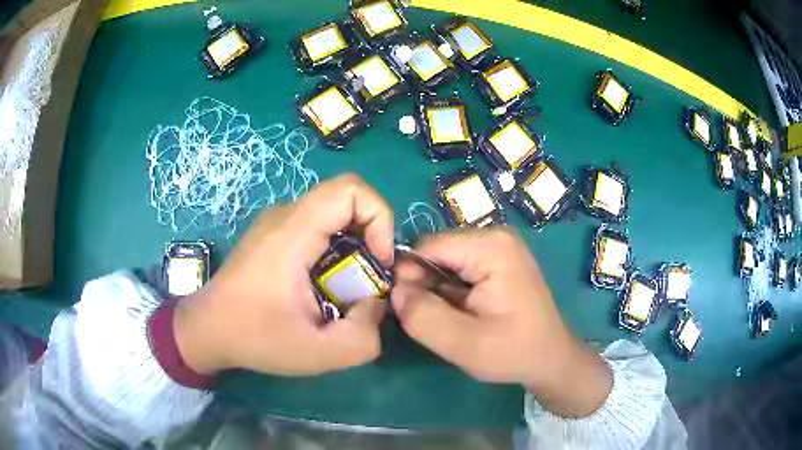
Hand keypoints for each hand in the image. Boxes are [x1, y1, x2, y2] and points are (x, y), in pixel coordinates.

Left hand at [173, 174, 393, 376]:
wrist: (207, 330)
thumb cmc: (255, 337)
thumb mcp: (319, 353)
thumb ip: (364, 335)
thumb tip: (375, 304)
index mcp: (293, 232)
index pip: (351, 189)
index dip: (379, 218)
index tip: (377, 262)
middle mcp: (285, 216)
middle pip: (346, 201)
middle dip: (370, 238)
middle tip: (366, 281)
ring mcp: (276, 223)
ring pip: (333, 216)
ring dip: (353, 248)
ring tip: (345, 290)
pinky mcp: (273, 234)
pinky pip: (317, 228)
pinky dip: (335, 251)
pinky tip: (323, 287)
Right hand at [392, 228, 611, 416]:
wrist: (550, 358)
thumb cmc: (513, 352)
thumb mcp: (463, 344)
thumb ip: (422, 316)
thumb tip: (394, 291)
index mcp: (491, 246)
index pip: (426, 245)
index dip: (409, 276)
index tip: (410, 310)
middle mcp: (494, 235)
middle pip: (435, 251)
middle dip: (424, 285)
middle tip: (433, 320)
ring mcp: (498, 246)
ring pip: (443, 261)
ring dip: (436, 290)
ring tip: (451, 318)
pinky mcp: (497, 259)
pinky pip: (457, 268)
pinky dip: (450, 291)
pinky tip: (462, 312)